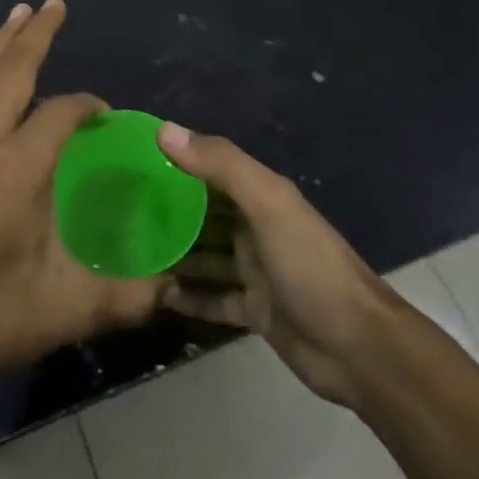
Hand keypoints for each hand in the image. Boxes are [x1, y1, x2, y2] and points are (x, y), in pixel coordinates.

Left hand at [0, 0, 162, 400]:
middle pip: (10, 72)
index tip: (105, 115)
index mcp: (17, 170)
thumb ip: (128, 295)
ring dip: (1, 44)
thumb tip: (173, 285)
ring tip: (19, 13)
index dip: (87, 106)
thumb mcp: (69, 310)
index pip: (59, 113)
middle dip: (34, 35)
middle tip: (54, 4)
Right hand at [157, 124, 391, 407]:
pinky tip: (156, 295)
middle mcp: (255, 227)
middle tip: (118, 210)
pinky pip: (212, 298)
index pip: (211, 168)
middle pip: (203, 213)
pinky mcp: (254, 310)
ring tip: (129, 251)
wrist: (359, 348)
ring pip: (205, 255)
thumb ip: (220, 165)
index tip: (130, 161)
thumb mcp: (267, 205)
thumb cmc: (310, 266)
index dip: (175, 161)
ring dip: (174, 253)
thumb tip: (163, 130)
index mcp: (261, 196)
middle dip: (167, 209)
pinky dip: (188, 296)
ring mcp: (255, 270)